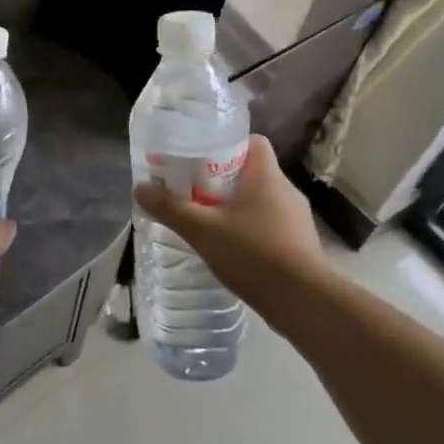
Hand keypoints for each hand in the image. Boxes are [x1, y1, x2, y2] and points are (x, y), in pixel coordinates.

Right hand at [132, 135, 328, 313]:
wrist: (304, 301)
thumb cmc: (253, 254)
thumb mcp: (202, 230)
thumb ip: (171, 208)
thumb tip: (139, 188)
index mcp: (266, 176)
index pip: (253, 141)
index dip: (228, 143)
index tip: (201, 156)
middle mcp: (286, 190)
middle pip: (253, 171)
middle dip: (224, 178)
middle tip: (194, 190)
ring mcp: (297, 219)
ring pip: (262, 200)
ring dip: (237, 206)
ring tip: (208, 220)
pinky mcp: (301, 244)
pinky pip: (271, 225)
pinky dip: (251, 229)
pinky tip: (231, 248)